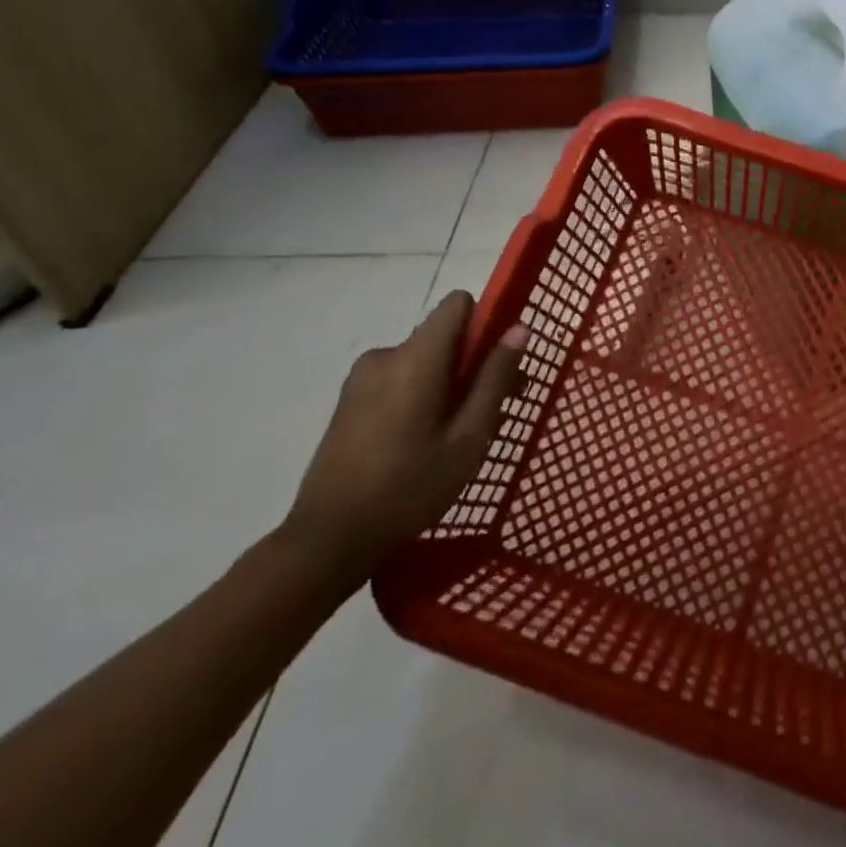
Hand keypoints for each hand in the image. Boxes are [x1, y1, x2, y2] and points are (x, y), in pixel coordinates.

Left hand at [281, 291, 527, 581]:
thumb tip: (520, 328)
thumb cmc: (408, 488)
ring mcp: (361, 378)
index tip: (498, 365)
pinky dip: (421, 396)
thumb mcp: (469, 438)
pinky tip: (423, 443)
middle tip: (492, 414)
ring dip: (448, 384)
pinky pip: (400, 379)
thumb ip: (495, 378)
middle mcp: (385, 355)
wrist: (325, 542)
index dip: (486, 324)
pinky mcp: (349, 401)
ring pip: (423, 361)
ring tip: (456, 437)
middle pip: (444, 336)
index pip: (459, 304)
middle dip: (473, 363)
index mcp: (415, 357)